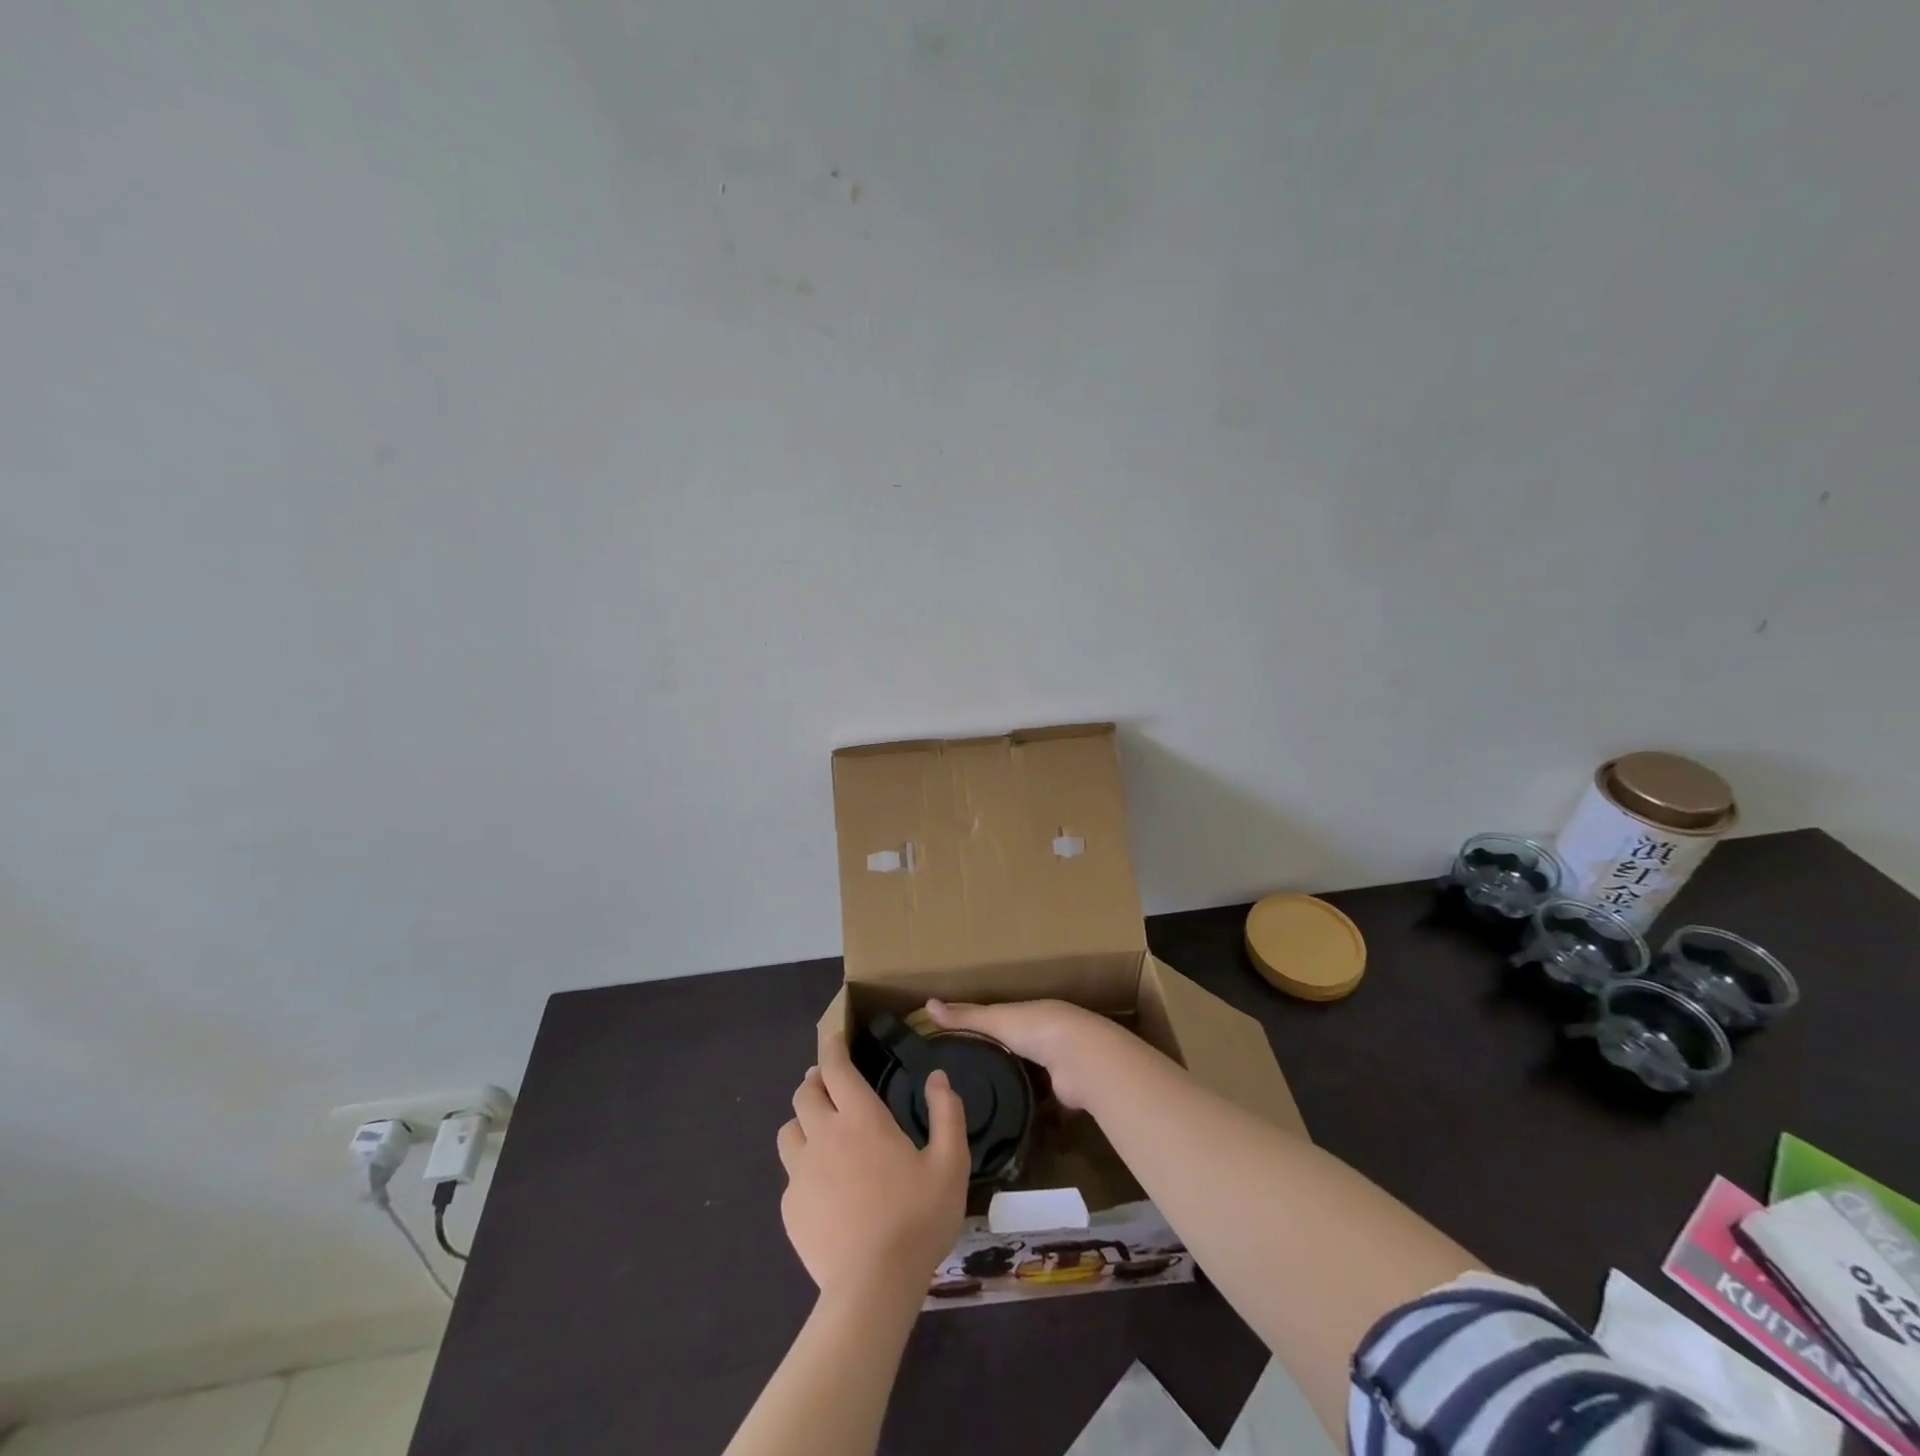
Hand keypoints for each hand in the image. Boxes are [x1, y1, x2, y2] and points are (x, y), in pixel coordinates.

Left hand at [776, 1025, 969, 1301]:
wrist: (872, 1288)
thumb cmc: (916, 1219)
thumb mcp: (950, 1164)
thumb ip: (946, 1113)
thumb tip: (937, 1077)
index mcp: (861, 1118)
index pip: (836, 1067)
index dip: (833, 1048)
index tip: (834, 1039)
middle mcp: (824, 1135)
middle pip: (805, 1093)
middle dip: (816, 1081)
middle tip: (830, 1085)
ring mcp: (801, 1172)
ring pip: (789, 1130)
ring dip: (803, 1121)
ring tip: (819, 1130)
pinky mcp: (790, 1208)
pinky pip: (790, 1174)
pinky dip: (803, 1168)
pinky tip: (822, 1187)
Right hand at [924, 998, 1123, 1109]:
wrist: (1081, 1058)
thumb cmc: (1036, 1029)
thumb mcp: (995, 1020)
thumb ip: (965, 1017)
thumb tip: (927, 1004)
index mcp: (1030, 1015)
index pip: (1000, 1021)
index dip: (981, 1030)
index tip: (957, 1046)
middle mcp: (1045, 1039)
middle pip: (1016, 1051)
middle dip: (999, 1063)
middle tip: (965, 1084)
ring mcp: (1057, 1068)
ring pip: (1031, 1079)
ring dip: (1015, 1089)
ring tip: (982, 1108)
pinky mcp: (1065, 1096)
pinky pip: (1044, 1106)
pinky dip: (1032, 1114)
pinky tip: (1009, 1126)